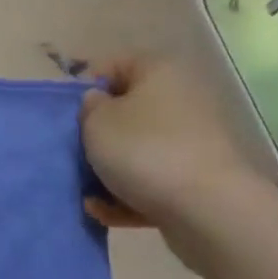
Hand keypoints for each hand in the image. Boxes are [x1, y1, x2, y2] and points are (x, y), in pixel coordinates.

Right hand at [79, 55, 264, 236]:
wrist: (208, 211)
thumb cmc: (144, 150)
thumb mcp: (96, 121)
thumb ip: (87, 107)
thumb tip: (98, 105)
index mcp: (159, 72)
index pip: (112, 66)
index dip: (84, 89)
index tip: (69, 116)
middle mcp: (181, 100)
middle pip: (125, 112)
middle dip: (96, 136)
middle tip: (75, 154)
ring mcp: (192, 143)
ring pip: (137, 150)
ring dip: (109, 172)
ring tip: (88, 193)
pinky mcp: (196, 181)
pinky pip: (152, 181)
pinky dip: (128, 195)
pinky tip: (105, 212)